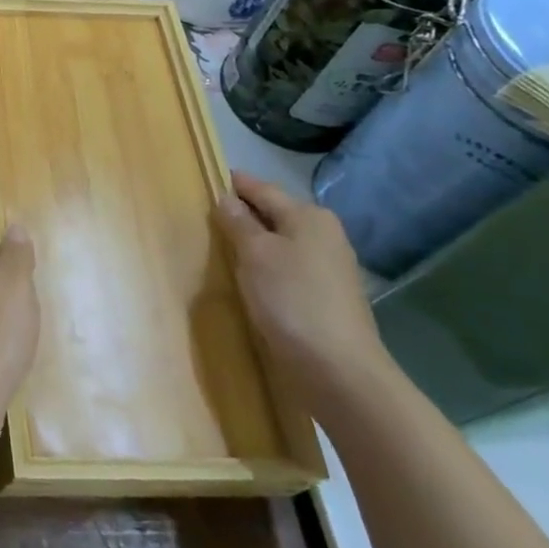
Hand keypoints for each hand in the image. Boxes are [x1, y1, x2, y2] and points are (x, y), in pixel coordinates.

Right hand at [217, 171, 390, 403]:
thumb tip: (227, 198)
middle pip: (276, 214)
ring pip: (283, 242)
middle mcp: (325, 234)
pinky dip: (269, 266)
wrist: (338, 369)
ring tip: (224, 246)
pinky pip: (289, 267)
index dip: (236, 184)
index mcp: (309, 216)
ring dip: (257, 242)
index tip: (210, 178)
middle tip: (210, 215)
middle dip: (246, 213)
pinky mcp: (328, 296)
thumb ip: (238, 222)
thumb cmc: (291, 299)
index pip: (263, 189)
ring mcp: (330, 267)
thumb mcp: (255, 254)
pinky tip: (251, 278)